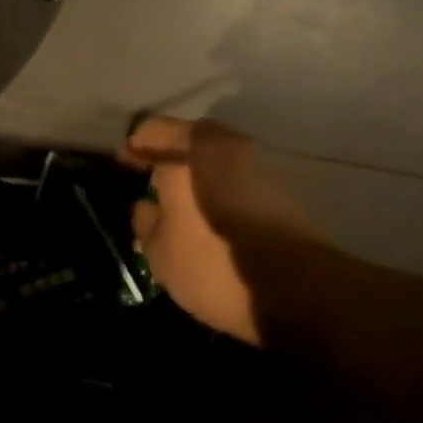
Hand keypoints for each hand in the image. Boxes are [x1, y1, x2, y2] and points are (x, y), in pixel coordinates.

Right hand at [122, 116, 319, 344]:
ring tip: (175, 205)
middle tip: (148, 178)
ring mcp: (261, 174)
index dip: (137, 144)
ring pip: (216, 166)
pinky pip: (236, 188)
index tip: (123, 159)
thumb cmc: (214, 261)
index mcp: (196, 150)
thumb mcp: (160, 251)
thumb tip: (147, 206)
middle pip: (192, 144)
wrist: (299, 292)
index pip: (156, 130)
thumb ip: (147, 223)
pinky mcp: (281, 202)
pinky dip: (217, 196)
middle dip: (170, 158)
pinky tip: (206, 223)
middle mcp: (231, 150)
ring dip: (196, 179)